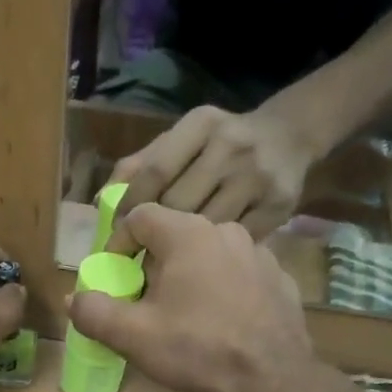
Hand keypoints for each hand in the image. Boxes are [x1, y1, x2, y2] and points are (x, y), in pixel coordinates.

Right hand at [71, 204, 314, 391]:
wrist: (273, 381)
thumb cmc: (198, 350)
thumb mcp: (133, 336)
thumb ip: (93, 312)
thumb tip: (74, 298)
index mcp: (188, 234)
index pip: (140, 216)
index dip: (118, 243)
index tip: (114, 276)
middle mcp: (226, 231)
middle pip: (175, 235)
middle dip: (151, 262)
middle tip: (143, 299)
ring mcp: (259, 253)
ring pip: (208, 254)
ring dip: (188, 275)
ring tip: (182, 313)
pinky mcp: (279, 279)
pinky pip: (238, 274)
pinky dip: (221, 289)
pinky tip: (219, 322)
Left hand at [108, 105, 312, 249]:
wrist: (289, 136)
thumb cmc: (219, 143)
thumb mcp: (182, 140)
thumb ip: (141, 165)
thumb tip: (102, 201)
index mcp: (201, 124)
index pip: (155, 170)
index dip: (131, 206)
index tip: (117, 232)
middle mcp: (231, 145)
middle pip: (179, 202)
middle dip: (153, 234)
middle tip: (135, 259)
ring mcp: (257, 176)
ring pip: (206, 226)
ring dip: (182, 252)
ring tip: (163, 267)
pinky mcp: (279, 205)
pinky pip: (235, 240)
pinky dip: (215, 256)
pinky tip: (202, 265)